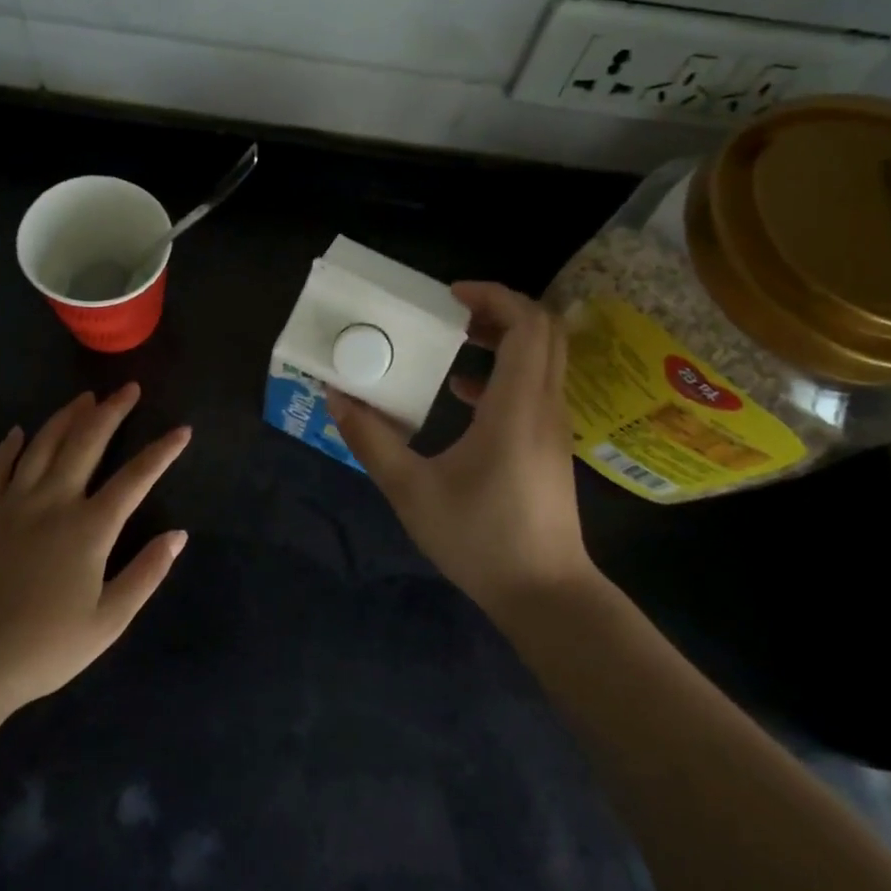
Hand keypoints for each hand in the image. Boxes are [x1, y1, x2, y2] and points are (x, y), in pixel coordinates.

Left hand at [0, 385, 190, 714]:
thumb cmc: (46, 647)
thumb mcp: (109, 621)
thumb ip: (147, 573)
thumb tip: (179, 535)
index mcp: (89, 528)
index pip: (136, 478)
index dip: (162, 451)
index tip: (182, 430)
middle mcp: (53, 502)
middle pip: (86, 443)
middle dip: (111, 412)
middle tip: (128, 389)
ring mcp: (14, 504)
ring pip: (43, 445)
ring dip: (66, 417)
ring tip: (85, 398)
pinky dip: (8, 446)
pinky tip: (18, 431)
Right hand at [327, 282, 598, 620]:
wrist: (545, 594)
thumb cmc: (480, 539)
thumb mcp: (411, 490)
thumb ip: (371, 440)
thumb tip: (336, 397)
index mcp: (516, 406)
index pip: (527, 325)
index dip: (493, 296)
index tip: (450, 296)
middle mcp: (544, 405)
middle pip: (542, 331)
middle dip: (498, 310)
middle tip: (451, 311)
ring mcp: (553, 426)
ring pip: (542, 357)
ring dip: (502, 339)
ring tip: (452, 341)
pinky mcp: (550, 445)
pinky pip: (535, 385)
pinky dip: (504, 372)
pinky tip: (462, 394)